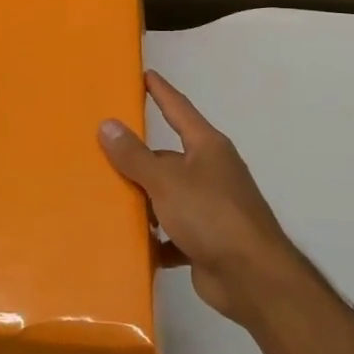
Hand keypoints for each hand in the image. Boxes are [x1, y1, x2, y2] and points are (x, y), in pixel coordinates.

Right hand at [99, 71, 301, 324]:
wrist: (253, 279)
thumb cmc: (211, 216)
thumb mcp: (166, 181)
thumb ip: (135, 155)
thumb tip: (107, 124)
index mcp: (207, 147)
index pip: (179, 109)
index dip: (161, 91)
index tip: (144, 74)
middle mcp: (211, 171)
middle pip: (167, 157)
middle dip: (138, 158)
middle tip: (101, 152)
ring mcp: (211, 207)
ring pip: (167, 196)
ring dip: (143, 201)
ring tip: (105, 198)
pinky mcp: (206, 241)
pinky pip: (172, 232)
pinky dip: (155, 237)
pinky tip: (131, 242)